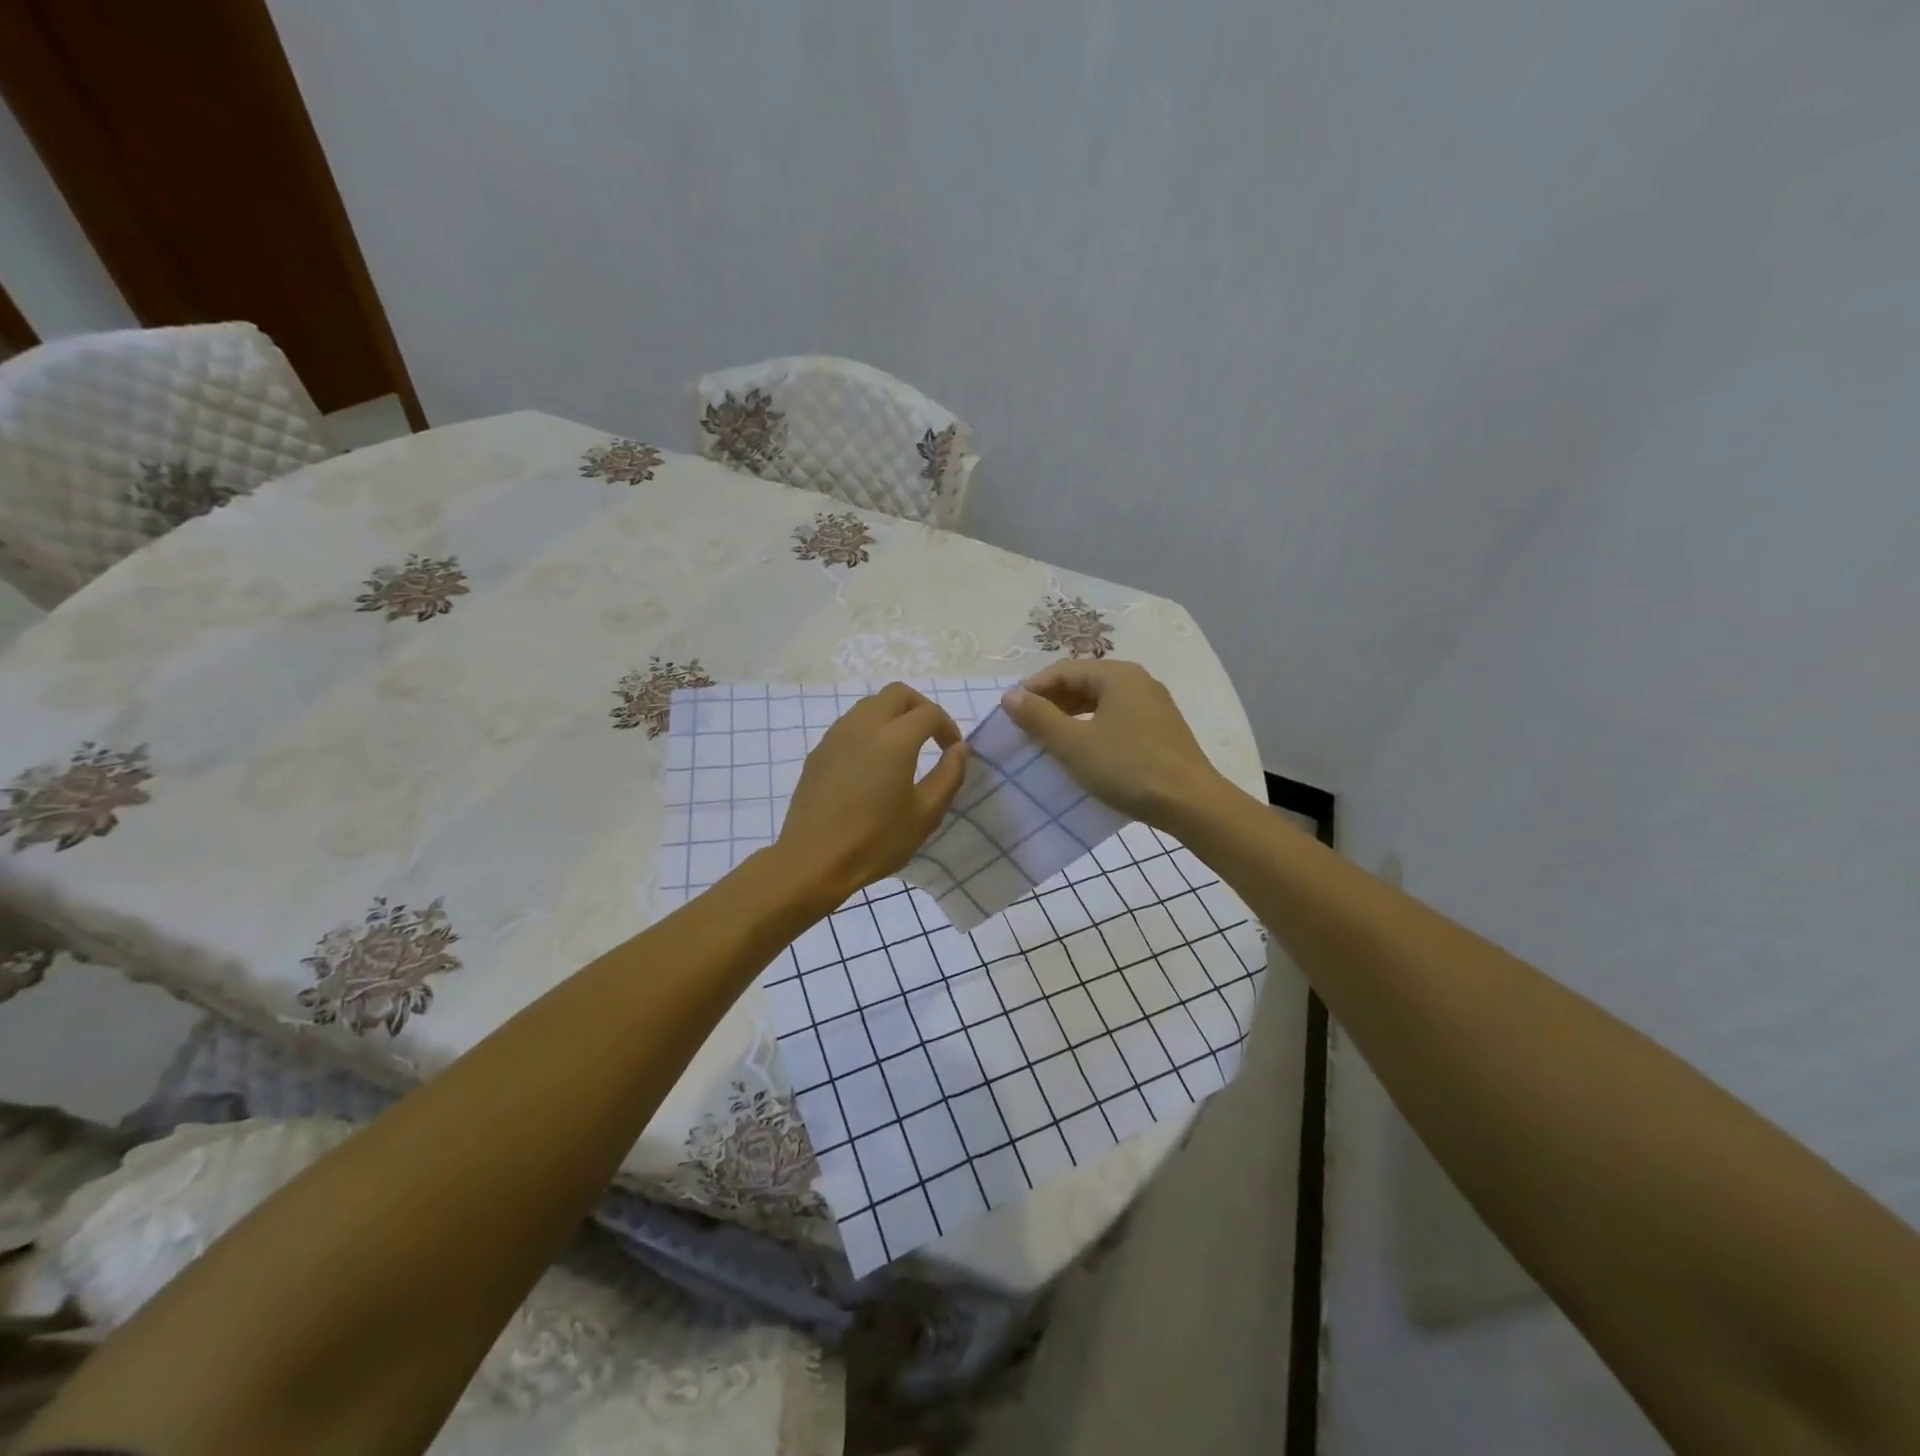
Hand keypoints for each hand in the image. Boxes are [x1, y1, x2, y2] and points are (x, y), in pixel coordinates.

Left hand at [773, 683, 968, 907]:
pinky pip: (850, 724)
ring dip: (893, 715)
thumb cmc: (876, 841)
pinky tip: (872, 763)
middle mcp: (864, 726)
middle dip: (920, 708)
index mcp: (894, 739)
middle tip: (931, 737)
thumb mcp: (926, 814)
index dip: (947, 726)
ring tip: (903, 748)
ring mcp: (836, 736)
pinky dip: (869, 730)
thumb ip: (949, 775)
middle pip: (897, 694)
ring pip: (870, 705)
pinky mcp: (819, 751)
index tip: (953, 750)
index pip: (929, 713)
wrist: (813, 860)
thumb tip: (960, 749)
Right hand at [999, 660, 1226, 829]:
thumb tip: (1010, 695)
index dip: (1033, 688)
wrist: (1191, 803)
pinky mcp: (1162, 729)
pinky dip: (1094, 727)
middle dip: (1052, 701)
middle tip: (1027, 726)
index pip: (1064, 670)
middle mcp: (1138, 681)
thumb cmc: (1127, 768)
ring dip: (1072, 715)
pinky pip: (1118, 717)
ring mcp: (1154, 705)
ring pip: (1102, 701)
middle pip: (1084, 682)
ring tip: (1050, 739)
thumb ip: (1039, 717)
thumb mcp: (1074, 744)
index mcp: (1117, 675)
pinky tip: (1084, 750)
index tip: (1010, 711)